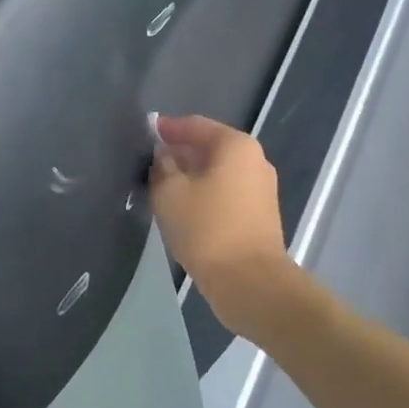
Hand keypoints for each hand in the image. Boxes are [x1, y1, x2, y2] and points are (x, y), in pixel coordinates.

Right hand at [151, 113, 295, 333]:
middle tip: (151, 160)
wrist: (249, 282)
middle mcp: (254, 161)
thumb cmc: (207, 228)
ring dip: (191, 175)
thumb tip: (164, 157)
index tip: (147, 131)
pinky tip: (183, 206)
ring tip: (162, 184)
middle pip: (210, 147)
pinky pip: (225, 193)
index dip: (169, 128)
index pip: (196, 125)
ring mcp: (261, 189)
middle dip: (180, 152)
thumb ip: (162, 167)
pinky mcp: (259, 215)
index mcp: (235, 146)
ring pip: (217, 172)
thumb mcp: (170, 193)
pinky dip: (204, 193)